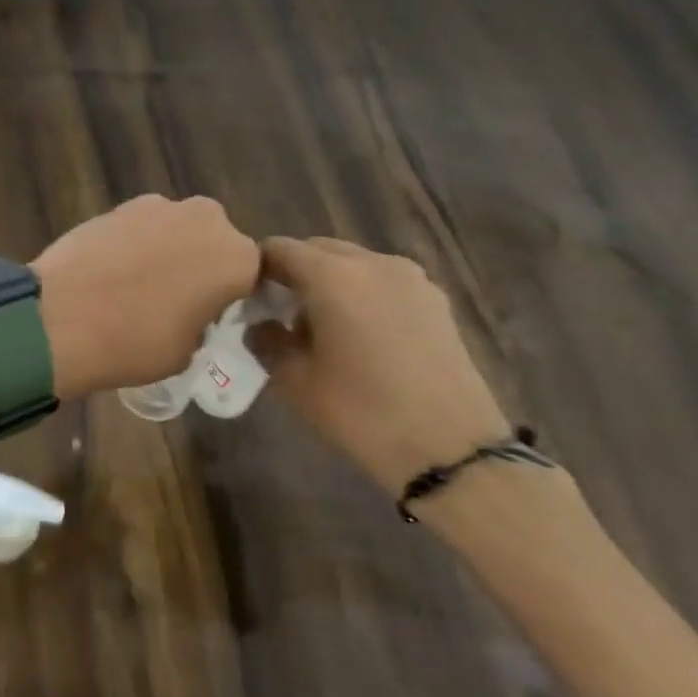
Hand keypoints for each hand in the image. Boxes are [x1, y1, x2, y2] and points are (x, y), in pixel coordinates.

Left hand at [32, 195, 259, 396]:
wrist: (59, 318)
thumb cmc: (134, 344)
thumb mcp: (186, 352)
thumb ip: (201, 322)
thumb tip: (188, 311)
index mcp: (237, 259)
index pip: (248, 275)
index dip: (229, 296)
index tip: (210, 315)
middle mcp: (206, 220)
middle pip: (212, 242)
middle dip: (198, 263)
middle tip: (172, 297)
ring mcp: (159, 206)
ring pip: (175, 229)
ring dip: (165, 249)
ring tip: (135, 284)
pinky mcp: (118, 205)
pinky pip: (139, 226)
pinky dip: (132, 243)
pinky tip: (110, 270)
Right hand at [249, 237, 510, 493]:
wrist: (451, 447)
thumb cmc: (361, 411)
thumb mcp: (295, 381)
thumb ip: (267, 342)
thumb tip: (259, 325)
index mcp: (333, 276)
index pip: (279, 249)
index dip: (257, 268)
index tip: (246, 298)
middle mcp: (373, 263)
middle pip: (318, 249)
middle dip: (293, 272)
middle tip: (278, 312)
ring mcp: (411, 278)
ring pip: (353, 263)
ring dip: (328, 281)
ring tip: (319, 325)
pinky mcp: (435, 300)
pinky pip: (382, 281)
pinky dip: (361, 294)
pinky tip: (359, 335)